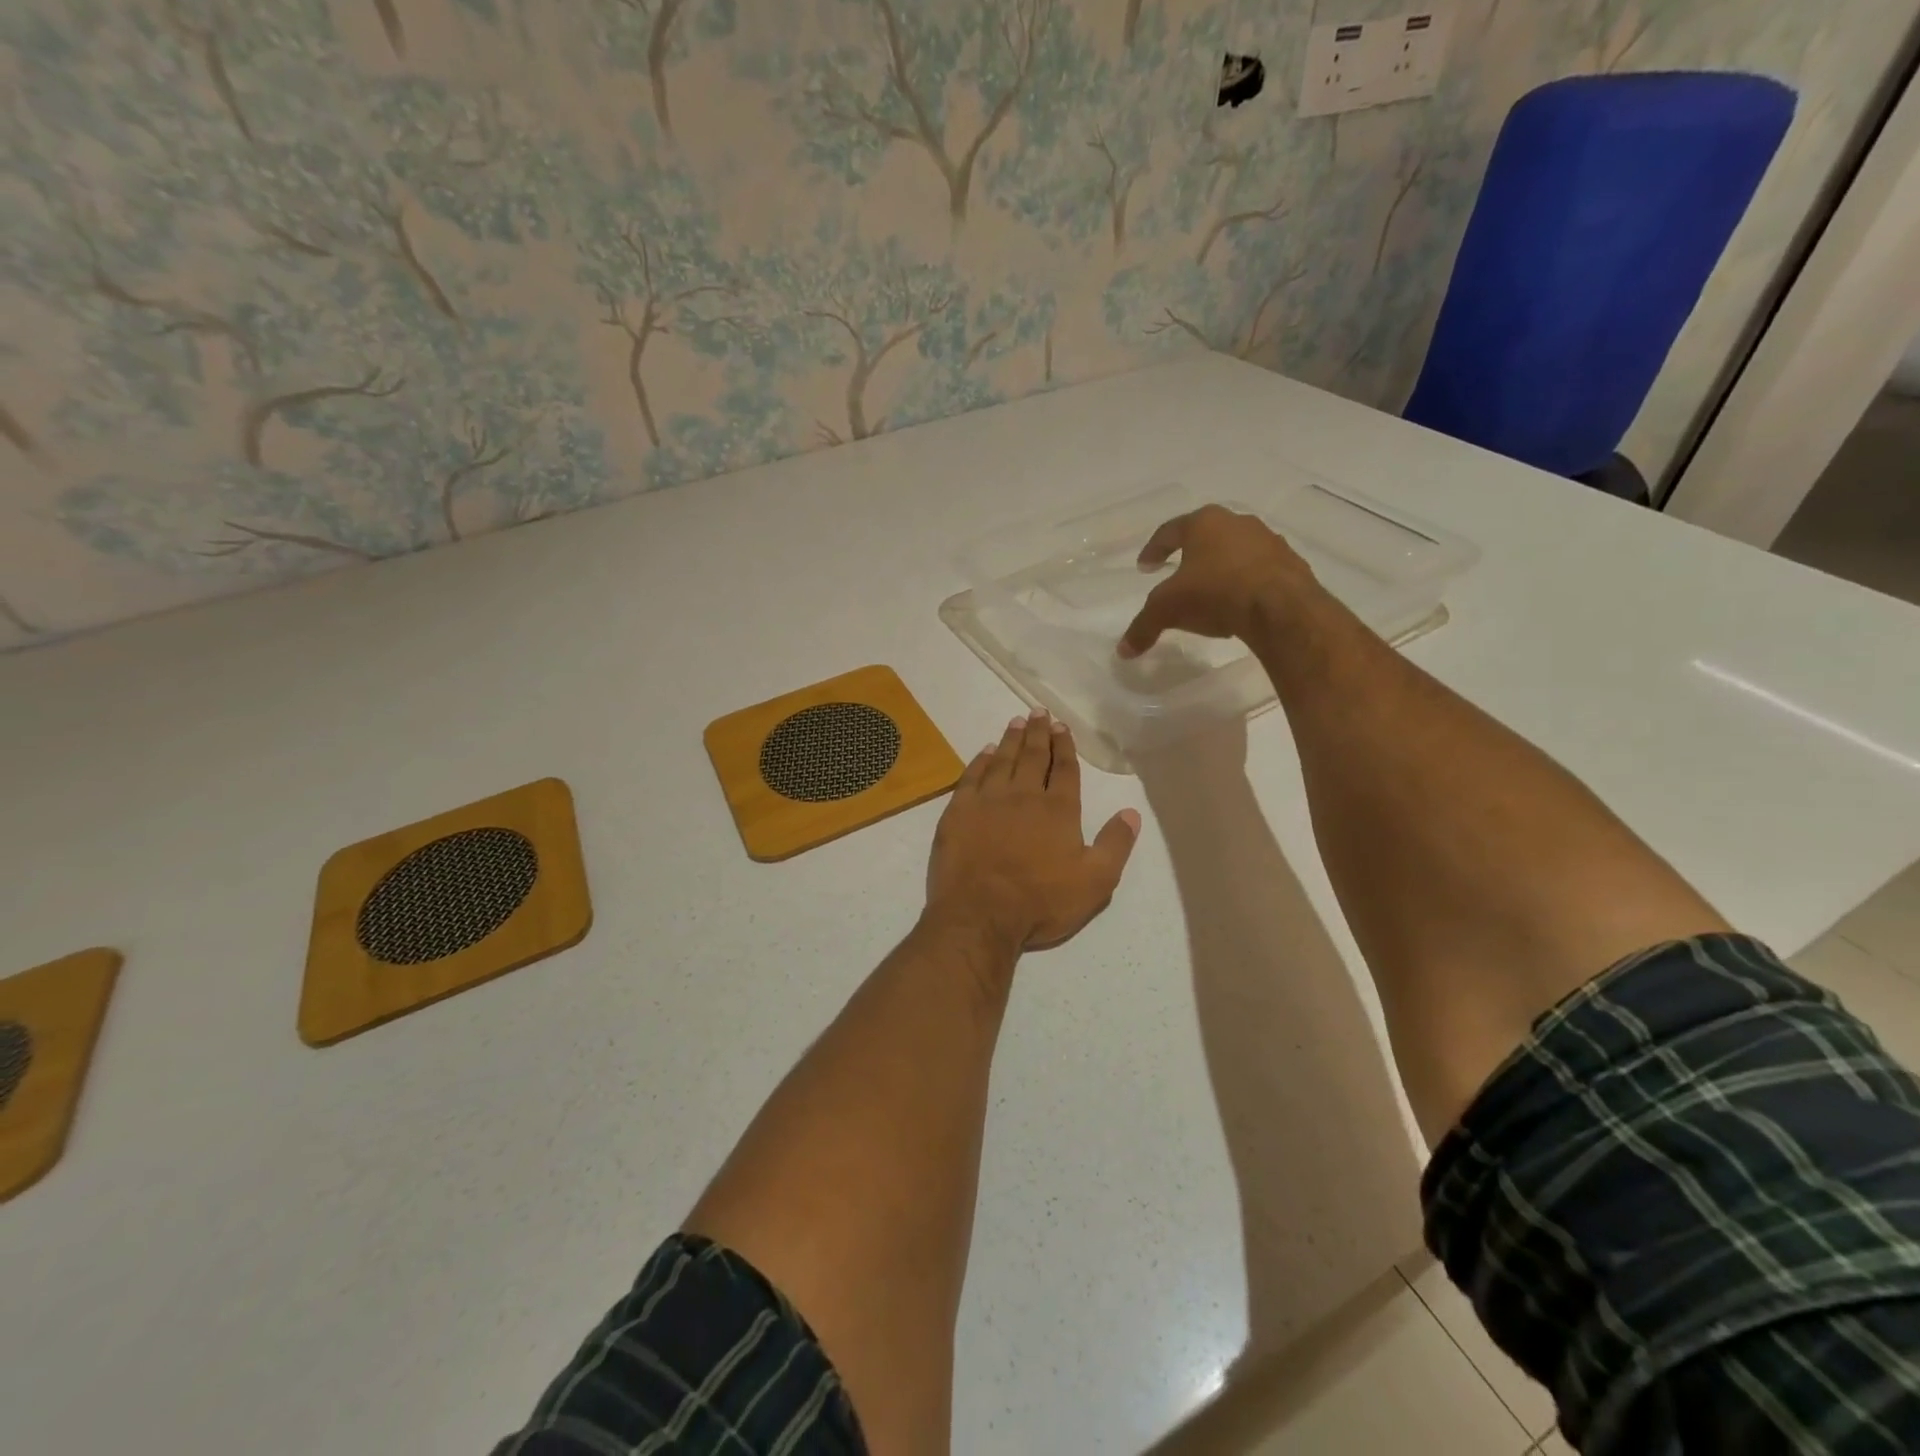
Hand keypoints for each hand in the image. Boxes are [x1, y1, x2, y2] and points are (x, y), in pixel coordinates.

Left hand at [926, 711, 1140, 952]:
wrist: (980, 914)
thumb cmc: (1041, 902)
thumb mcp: (1095, 882)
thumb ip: (1115, 845)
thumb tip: (1132, 813)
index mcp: (1058, 810)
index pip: (1065, 770)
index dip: (1065, 747)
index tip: (1062, 727)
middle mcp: (1024, 796)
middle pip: (1033, 756)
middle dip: (1039, 733)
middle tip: (1039, 712)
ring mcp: (988, 801)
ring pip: (1003, 760)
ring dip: (1012, 740)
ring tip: (1017, 722)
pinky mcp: (959, 811)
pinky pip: (971, 776)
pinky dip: (980, 761)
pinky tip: (985, 751)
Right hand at [1117, 505, 1315, 658]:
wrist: (1280, 607)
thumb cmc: (1215, 593)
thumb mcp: (1168, 610)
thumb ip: (1143, 627)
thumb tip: (1123, 651)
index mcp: (1204, 523)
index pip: (1170, 531)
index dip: (1154, 549)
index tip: (1145, 566)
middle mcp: (1238, 523)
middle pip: (1207, 537)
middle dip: (1191, 556)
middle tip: (1179, 574)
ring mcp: (1269, 541)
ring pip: (1236, 552)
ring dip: (1222, 568)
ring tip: (1211, 593)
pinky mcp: (1291, 564)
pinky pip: (1260, 572)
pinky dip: (1246, 584)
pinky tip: (1239, 605)